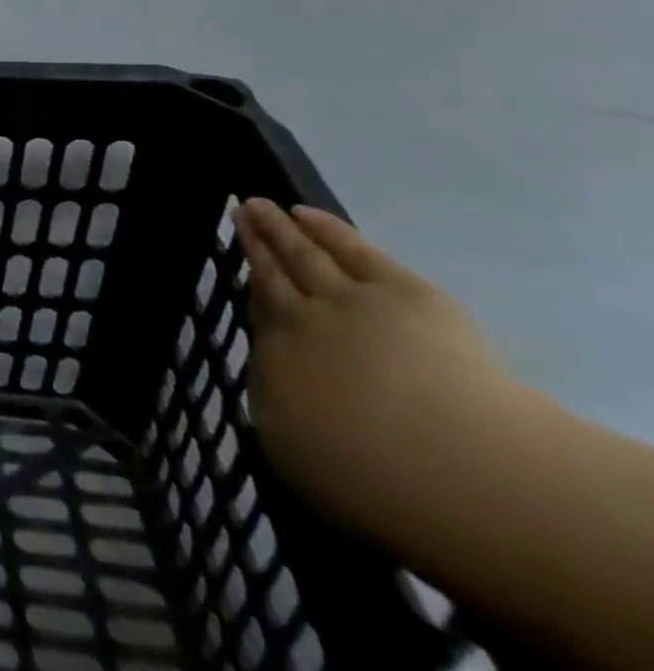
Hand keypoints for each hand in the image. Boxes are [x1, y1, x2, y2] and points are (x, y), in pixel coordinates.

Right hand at [234, 199, 525, 547]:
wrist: (446, 465)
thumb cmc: (370, 480)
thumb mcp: (296, 457)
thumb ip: (278, 414)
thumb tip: (273, 388)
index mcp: (276, 363)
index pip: (261, 318)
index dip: (252, 291)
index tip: (241, 272)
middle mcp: (301, 323)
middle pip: (273, 276)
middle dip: (256, 243)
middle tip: (238, 211)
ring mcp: (349, 302)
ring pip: (304, 255)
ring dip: (280, 228)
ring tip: (259, 204)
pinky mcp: (401, 292)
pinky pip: (354, 250)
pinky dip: (328, 229)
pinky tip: (304, 213)